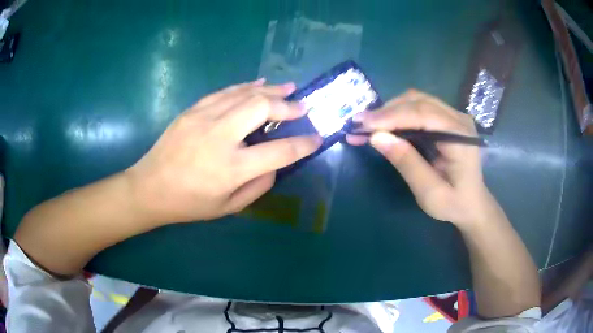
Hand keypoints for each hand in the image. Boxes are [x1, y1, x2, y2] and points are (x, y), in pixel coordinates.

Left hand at [126, 79, 321, 224]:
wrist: (149, 188)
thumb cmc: (189, 203)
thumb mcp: (228, 207)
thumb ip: (258, 186)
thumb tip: (276, 164)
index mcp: (231, 168)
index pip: (279, 151)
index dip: (303, 144)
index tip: (317, 138)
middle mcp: (220, 137)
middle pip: (262, 109)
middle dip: (288, 106)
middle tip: (302, 107)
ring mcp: (203, 119)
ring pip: (244, 94)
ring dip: (271, 90)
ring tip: (289, 88)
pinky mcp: (192, 110)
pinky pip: (225, 92)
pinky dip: (246, 86)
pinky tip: (259, 83)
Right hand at [347, 90, 493, 227]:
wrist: (472, 204)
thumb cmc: (454, 203)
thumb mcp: (429, 192)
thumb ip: (407, 163)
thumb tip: (376, 137)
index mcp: (460, 136)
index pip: (422, 114)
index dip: (391, 116)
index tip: (362, 124)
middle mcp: (458, 118)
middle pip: (418, 101)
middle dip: (386, 111)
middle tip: (359, 124)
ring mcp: (454, 116)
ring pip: (416, 100)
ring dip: (390, 110)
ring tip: (367, 124)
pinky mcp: (447, 119)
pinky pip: (419, 107)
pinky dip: (398, 114)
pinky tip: (384, 124)